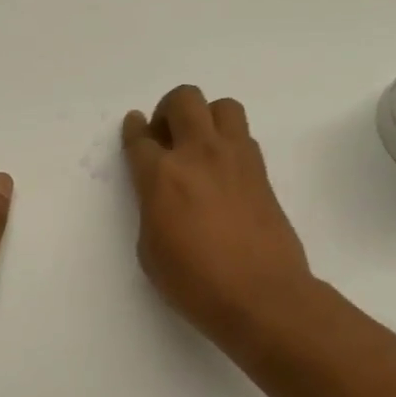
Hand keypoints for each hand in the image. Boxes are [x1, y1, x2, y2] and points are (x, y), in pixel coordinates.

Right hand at [121, 86, 315, 349]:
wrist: (262, 296)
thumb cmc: (196, 283)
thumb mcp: (151, 250)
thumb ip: (152, 210)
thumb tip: (163, 195)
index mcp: (162, 176)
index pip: (141, 138)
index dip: (134, 129)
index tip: (135, 126)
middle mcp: (199, 154)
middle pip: (183, 100)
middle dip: (168, 111)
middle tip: (166, 137)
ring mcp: (235, 158)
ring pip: (222, 106)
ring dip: (205, 117)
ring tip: (199, 145)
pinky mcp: (262, 172)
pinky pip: (243, 135)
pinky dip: (228, 141)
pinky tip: (222, 169)